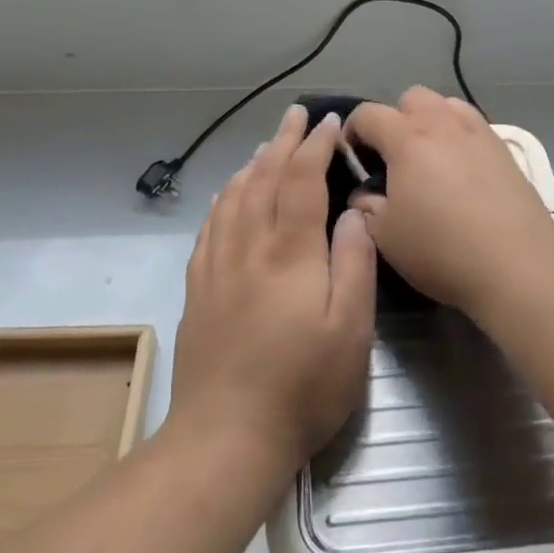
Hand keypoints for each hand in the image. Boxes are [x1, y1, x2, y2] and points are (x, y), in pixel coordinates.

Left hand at [169, 106, 376, 472]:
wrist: (225, 437)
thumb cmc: (302, 386)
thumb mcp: (350, 330)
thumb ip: (355, 263)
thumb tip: (354, 211)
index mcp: (289, 251)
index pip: (301, 179)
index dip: (315, 145)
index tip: (328, 122)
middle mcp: (248, 245)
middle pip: (264, 176)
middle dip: (283, 140)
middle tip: (297, 114)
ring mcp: (217, 264)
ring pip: (234, 194)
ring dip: (254, 161)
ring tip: (268, 145)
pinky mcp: (198, 286)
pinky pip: (211, 223)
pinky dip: (225, 195)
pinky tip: (230, 193)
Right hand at [346, 88, 553, 317]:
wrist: (516, 263)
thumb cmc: (441, 249)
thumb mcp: (386, 236)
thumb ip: (366, 207)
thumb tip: (363, 195)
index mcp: (406, 138)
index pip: (368, 114)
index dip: (352, 131)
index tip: (351, 157)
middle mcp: (442, 123)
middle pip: (411, 97)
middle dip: (395, 119)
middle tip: (393, 157)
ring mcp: (477, 132)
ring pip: (446, 105)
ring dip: (430, 121)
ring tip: (430, 158)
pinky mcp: (503, 148)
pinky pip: (473, 125)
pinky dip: (458, 136)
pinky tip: (461, 170)